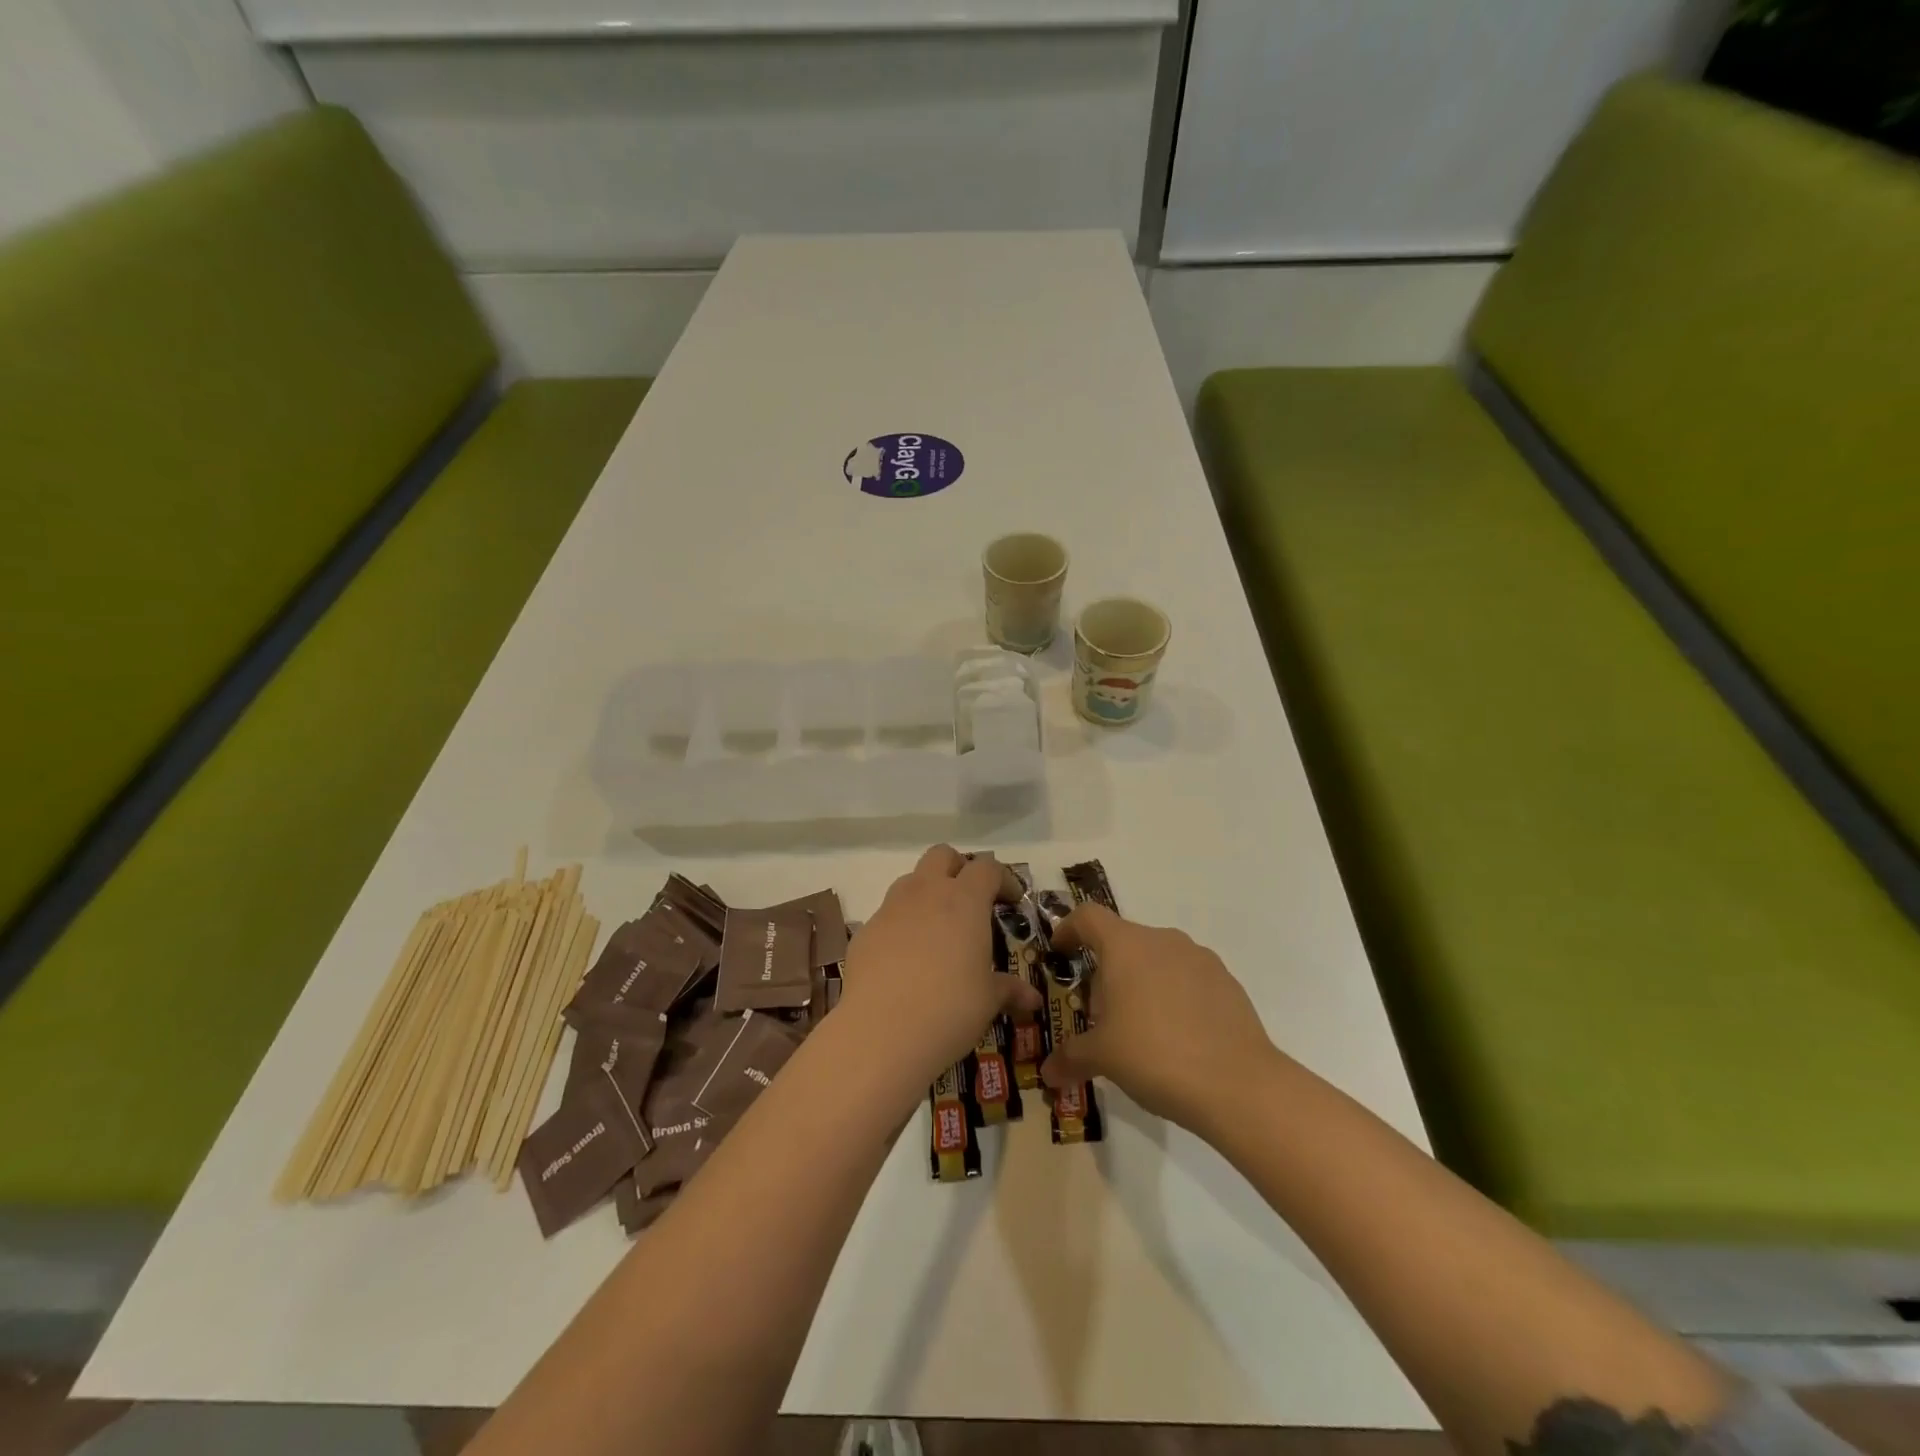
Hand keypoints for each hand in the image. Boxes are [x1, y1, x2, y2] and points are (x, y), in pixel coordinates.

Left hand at [839, 846, 1043, 1089]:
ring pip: (911, 880)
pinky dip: (902, 924)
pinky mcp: (865, 931)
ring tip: (939, 930)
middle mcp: (926, 893)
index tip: (1011, 901)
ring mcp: (890, 909)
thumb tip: (1033, 1000)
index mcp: (964, 900)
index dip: (1003, 879)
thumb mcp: (988, 1000)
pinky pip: (888, 914)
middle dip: (959, 869)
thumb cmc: (949, 1009)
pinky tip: (907, 960)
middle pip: (942, 855)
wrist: (881, 1031)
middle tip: (971, 901)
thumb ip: (1009, 990)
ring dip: (928, 893)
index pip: (987, 868)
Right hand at [1040, 904, 1277, 1134]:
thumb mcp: (1102, 1057)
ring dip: (1140, 984)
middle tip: (1100, 1017)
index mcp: (1126, 946)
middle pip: (1122, 942)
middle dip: (1106, 974)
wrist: (1238, 1085)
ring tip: (1138, 1031)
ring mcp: (1200, 959)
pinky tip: (1176, 1038)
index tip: (1060, 952)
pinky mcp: (1227, 983)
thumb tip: (1048, 1073)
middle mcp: (1163, 941)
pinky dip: (1172, 997)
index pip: (1088, 917)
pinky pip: (1187, 979)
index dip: (1068, 929)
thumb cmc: (1155, 1055)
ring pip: (1157, 960)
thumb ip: (1071, 1057)